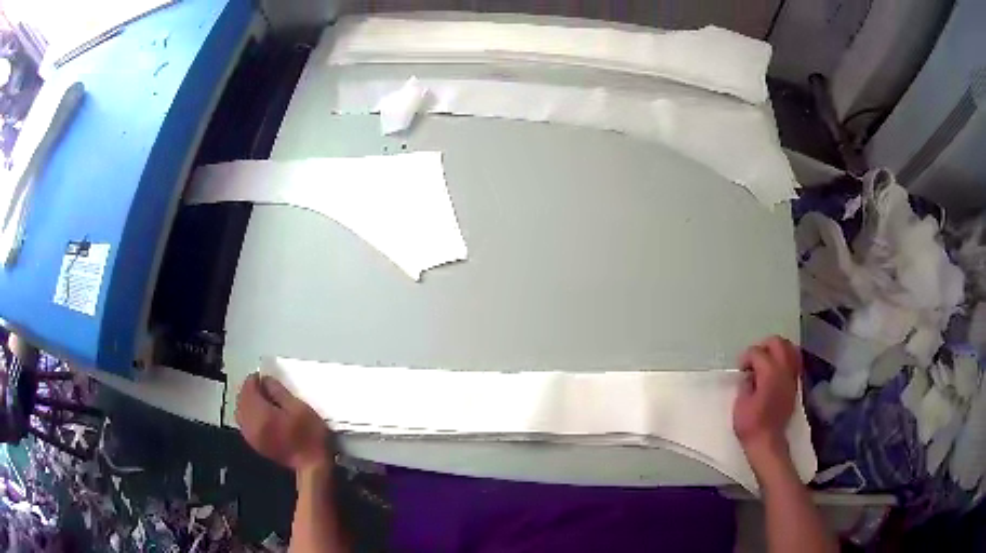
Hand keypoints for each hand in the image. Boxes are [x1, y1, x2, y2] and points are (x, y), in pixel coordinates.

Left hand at [236, 374, 330, 472]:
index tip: (264, 377)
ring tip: (261, 399)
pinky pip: (244, 423)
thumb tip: (266, 381)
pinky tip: (259, 414)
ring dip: (247, 402)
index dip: (254, 380)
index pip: (248, 389)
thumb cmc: (309, 435)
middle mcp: (251, 424)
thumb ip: (279, 391)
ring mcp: (251, 436)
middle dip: (249, 390)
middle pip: (241, 400)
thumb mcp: (298, 407)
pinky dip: (247, 414)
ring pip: (240, 412)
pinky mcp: (254, 443)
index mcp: (261, 414)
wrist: (311, 465)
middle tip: (262, 386)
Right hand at [733, 336, 801, 460]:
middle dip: (764, 346)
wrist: (768, 442)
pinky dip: (786, 360)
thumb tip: (750, 376)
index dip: (746, 357)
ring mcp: (792, 377)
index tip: (740, 369)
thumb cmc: (751, 424)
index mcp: (769, 372)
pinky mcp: (795, 386)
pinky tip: (776, 370)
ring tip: (767, 361)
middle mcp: (784, 370)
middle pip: (777, 343)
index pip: (757, 352)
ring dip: (777, 350)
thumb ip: (746, 383)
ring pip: (790, 349)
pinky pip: (795, 362)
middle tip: (753, 360)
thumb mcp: (740, 403)